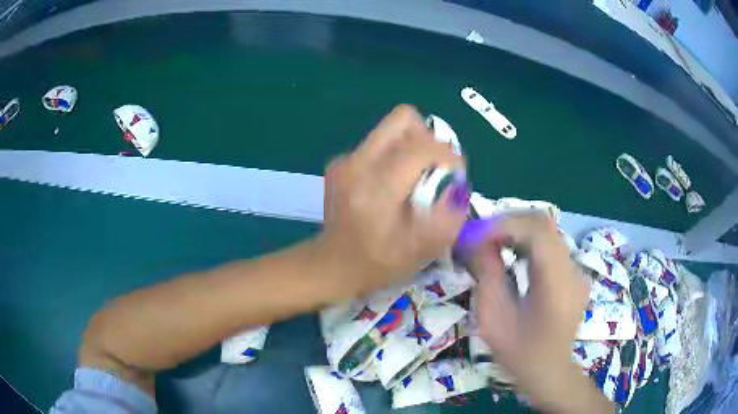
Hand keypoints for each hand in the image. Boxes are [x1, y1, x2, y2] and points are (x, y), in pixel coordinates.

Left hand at [318, 105, 466, 293]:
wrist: (333, 264)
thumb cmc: (378, 262)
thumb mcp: (422, 249)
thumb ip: (449, 215)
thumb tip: (457, 186)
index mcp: (377, 188)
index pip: (420, 147)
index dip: (448, 154)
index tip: (457, 172)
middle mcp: (358, 164)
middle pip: (403, 119)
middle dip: (428, 137)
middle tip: (436, 166)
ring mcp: (345, 160)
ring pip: (390, 128)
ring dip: (412, 145)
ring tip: (416, 176)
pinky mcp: (340, 162)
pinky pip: (377, 143)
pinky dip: (394, 155)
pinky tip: (392, 184)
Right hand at [470, 213, 600, 411]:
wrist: (550, 371)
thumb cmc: (520, 354)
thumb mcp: (494, 321)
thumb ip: (488, 277)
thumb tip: (477, 242)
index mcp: (556, 285)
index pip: (537, 232)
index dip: (504, 225)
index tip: (475, 235)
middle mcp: (572, 270)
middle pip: (544, 223)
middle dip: (508, 222)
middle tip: (480, 234)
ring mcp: (577, 270)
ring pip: (547, 231)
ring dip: (517, 230)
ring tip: (492, 242)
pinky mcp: (574, 273)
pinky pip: (551, 244)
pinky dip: (528, 240)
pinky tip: (512, 254)